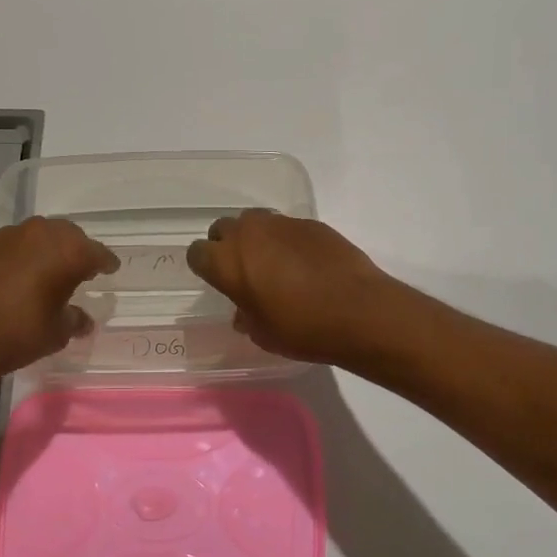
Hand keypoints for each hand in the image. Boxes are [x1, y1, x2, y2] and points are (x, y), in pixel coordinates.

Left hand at [0, 218, 117, 390]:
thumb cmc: (19, 333)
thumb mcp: (57, 333)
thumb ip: (74, 320)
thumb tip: (83, 319)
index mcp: (69, 251)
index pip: (97, 253)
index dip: (106, 263)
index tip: (110, 270)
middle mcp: (41, 234)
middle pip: (69, 236)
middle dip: (77, 250)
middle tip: (79, 270)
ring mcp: (8, 236)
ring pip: (38, 236)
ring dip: (47, 250)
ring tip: (48, 272)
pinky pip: (13, 245)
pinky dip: (21, 256)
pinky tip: (17, 277)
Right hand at [186, 210, 402, 366]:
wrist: (359, 311)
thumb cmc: (301, 329)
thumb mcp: (262, 333)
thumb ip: (245, 316)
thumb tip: (244, 311)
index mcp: (227, 261)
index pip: (197, 253)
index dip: (205, 267)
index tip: (217, 281)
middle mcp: (249, 234)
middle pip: (224, 228)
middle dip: (227, 245)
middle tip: (242, 270)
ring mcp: (282, 224)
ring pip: (256, 222)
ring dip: (257, 239)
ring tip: (273, 264)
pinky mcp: (312, 224)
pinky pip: (287, 228)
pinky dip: (288, 241)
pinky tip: (304, 264)